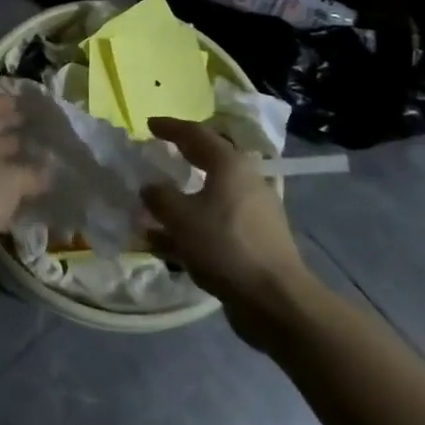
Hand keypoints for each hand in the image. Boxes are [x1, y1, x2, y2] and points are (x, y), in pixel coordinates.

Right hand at [143, 118, 317, 352]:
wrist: (275, 300)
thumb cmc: (225, 246)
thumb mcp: (181, 217)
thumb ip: (159, 197)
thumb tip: (150, 187)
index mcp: (230, 166)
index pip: (196, 134)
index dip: (171, 127)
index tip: (149, 124)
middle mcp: (245, 182)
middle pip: (208, 160)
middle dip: (181, 156)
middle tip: (157, 152)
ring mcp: (253, 212)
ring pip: (210, 194)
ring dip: (182, 196)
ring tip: (155, 202)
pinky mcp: (254, 240)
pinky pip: (215, 222)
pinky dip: (191, 224)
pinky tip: (166, 241)